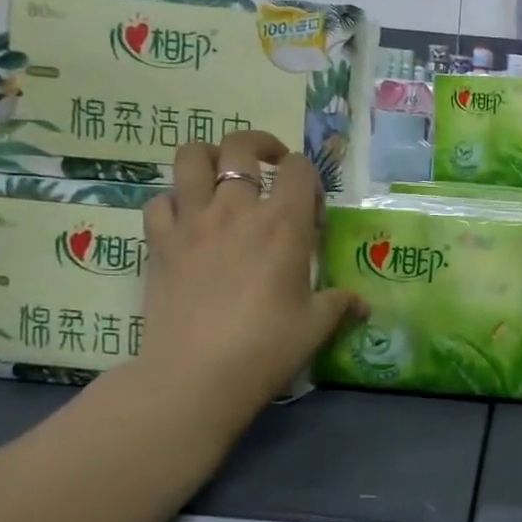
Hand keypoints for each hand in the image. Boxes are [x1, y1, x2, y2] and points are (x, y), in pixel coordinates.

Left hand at [135, 133, 364, 409]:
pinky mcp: (159, 243)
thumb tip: (362, 304)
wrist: (196, 375)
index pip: (299, 169)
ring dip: (209, 156)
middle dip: (260, 146)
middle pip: (241, 146)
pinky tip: (186, 220)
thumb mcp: (315, 326)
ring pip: (190, 158)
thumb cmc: (266, 347)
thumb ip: (340, 304)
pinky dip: (173, 201)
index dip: (308, 177)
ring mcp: (192, 221)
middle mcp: (237, 209)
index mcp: (283, 224)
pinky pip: (159, 201)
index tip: (311, 208)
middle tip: (269, 166)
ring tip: (220, 175)